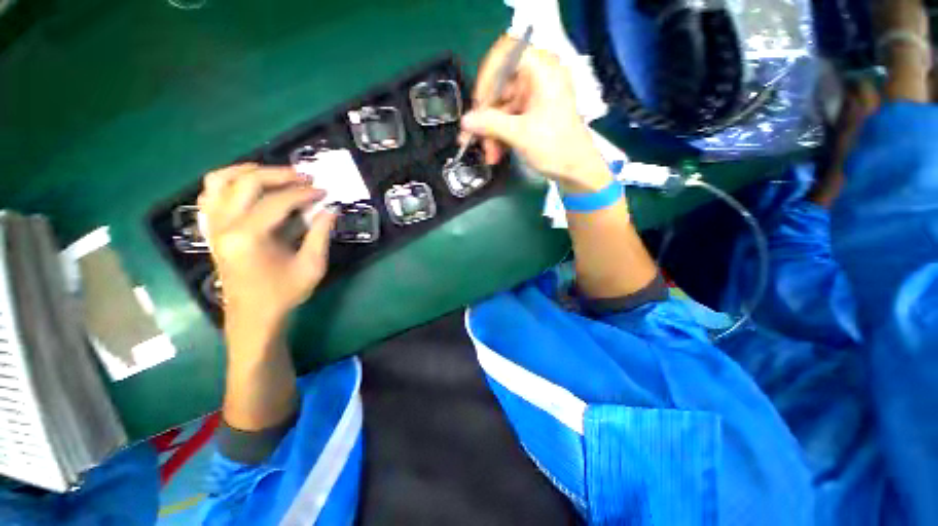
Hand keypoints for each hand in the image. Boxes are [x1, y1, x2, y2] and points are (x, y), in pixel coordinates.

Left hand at [197, 163, 336, 332]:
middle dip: (279, 175)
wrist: (253, 315)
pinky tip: (247, 186)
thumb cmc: (284, 293)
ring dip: (248, 171)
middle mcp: (224, 225)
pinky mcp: (212, 229)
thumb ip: (320, 234)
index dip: (304, 193)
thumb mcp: (311, 266)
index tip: (324, 191)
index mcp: (248, 237)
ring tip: (273, 173)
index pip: (277, 202)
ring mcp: (213, 226)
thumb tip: (331, 209)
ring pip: (220, 181)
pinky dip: (227, 183)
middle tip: (304, 177)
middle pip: (247, 182)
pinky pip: (210, 195)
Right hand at [460, 35, 611, 192]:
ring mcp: (535, 97)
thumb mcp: (519, 134)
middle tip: (474, 139)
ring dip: (491, 132)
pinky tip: (495, 154)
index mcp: (542, 70)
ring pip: (502, 107)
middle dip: (486, 117)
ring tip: (489, 155)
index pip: (506, 55)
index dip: (487, 77)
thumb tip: (465, 120)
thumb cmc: (554, 147)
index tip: (478, 104)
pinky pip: (509, 118)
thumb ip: (490, 123)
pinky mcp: (533, 113)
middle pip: (500, 87)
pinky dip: (500, 135)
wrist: (577, 170)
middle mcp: (538, 78)